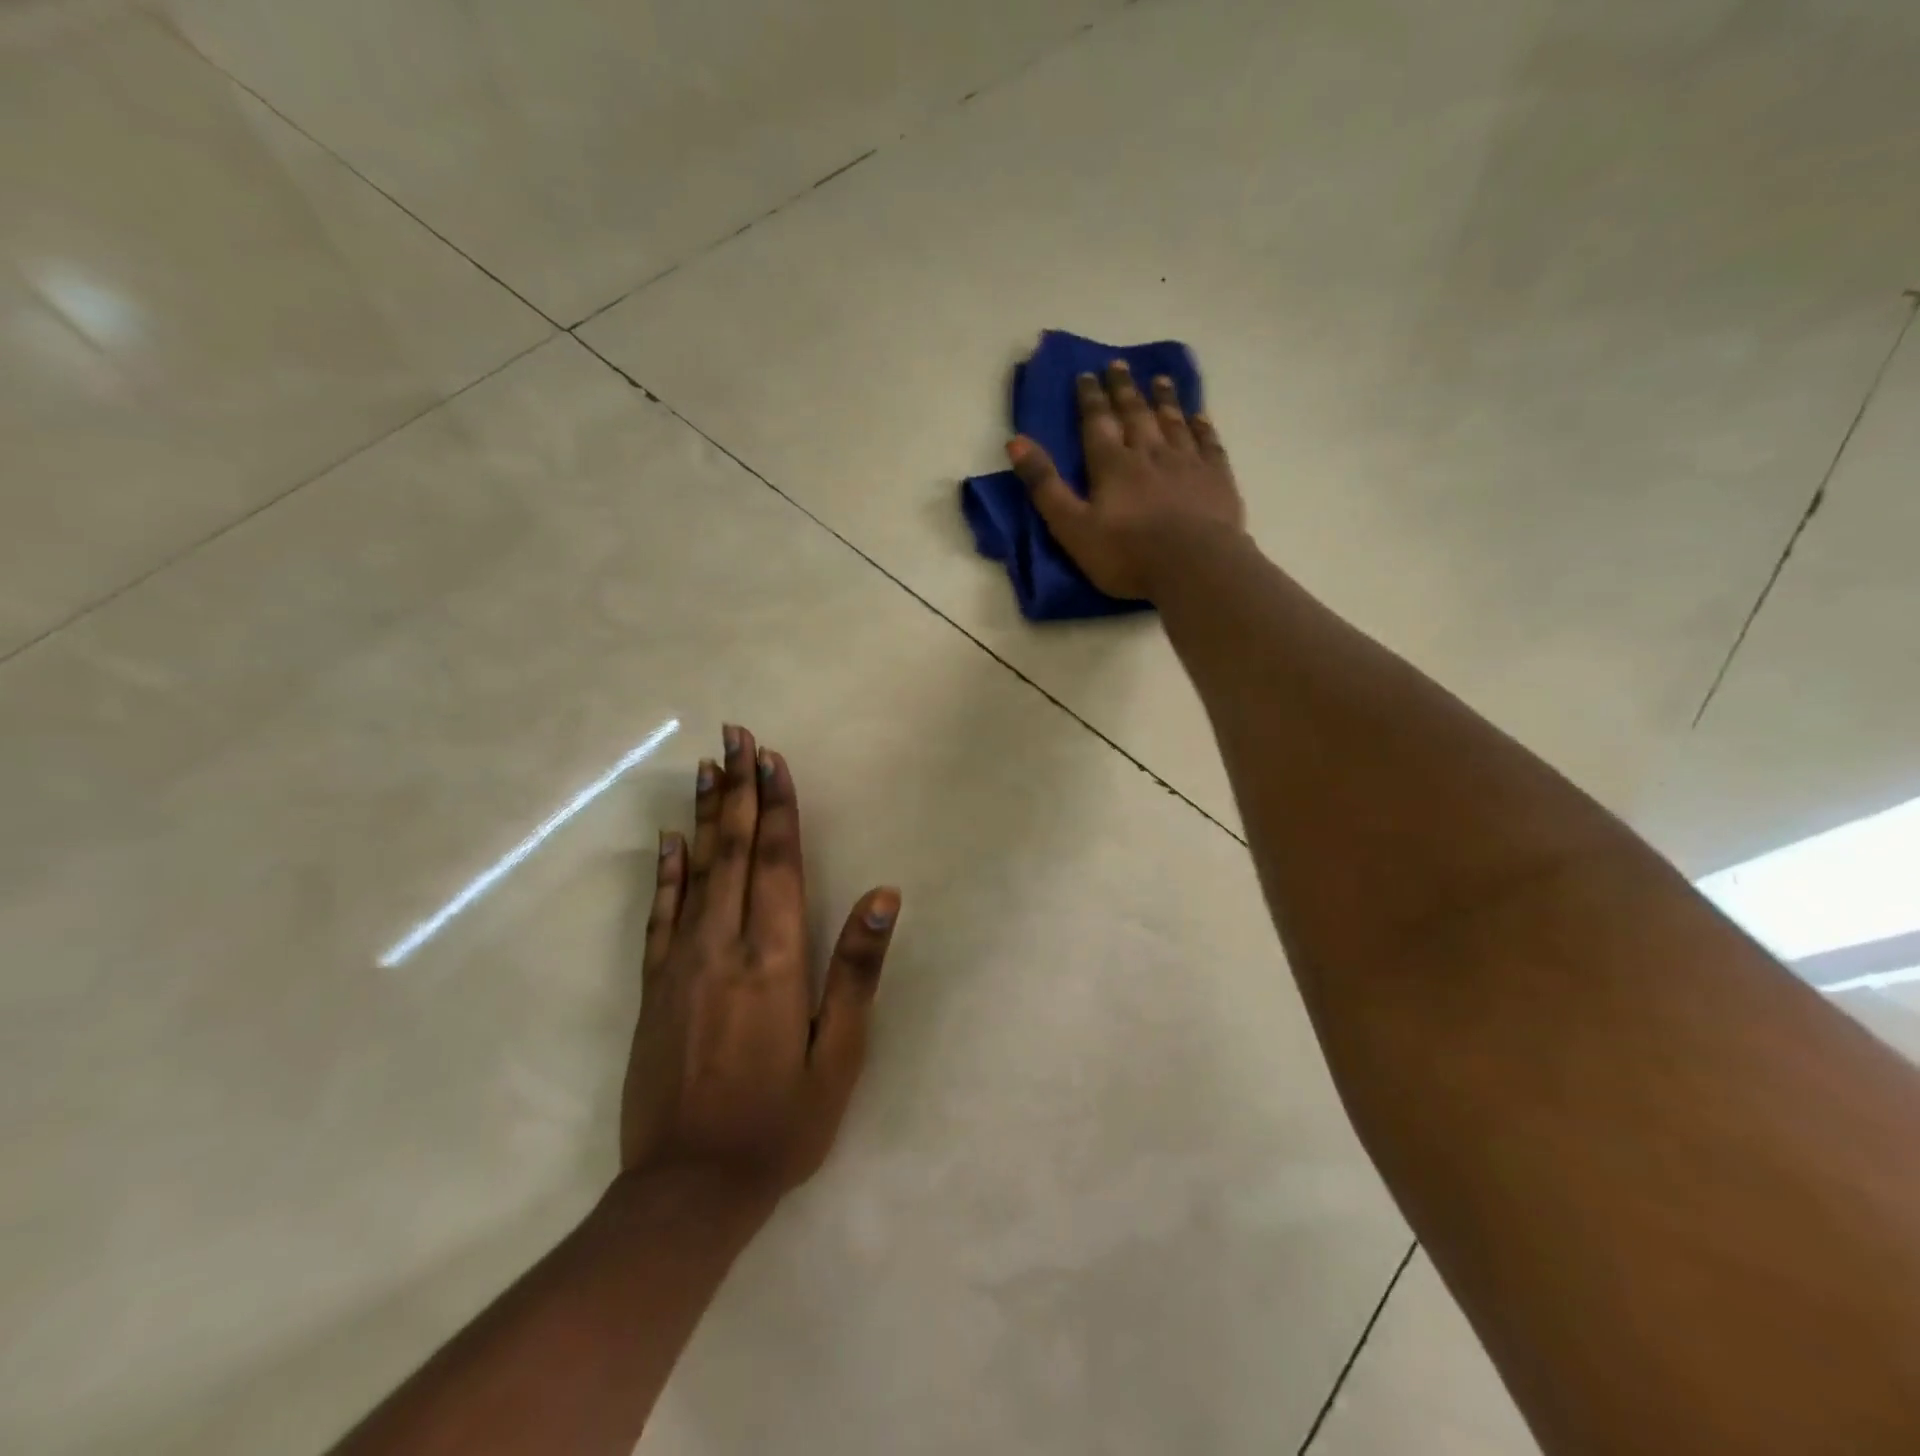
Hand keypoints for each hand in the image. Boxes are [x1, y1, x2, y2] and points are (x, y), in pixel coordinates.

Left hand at [621, 723, 898, 1208]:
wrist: (686, 1191)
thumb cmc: (779, 1123)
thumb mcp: (838, 1054)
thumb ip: (857, 969)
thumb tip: (883, 894)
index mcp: (774, 957)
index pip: (780, 861)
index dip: (779, 805)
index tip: (772, 757)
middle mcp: (723, 945)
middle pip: (736, 850)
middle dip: (740, 788)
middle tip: (735, 735)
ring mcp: (680, 963)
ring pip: (696, 870)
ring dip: (707, 814)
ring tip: (708, 767)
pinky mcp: (652, 987)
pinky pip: (659, 914)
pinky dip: (666, 871)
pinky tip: (670, 840)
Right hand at [1008, 359, 1244, 600]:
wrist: (1194, 566)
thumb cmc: (1127, 554)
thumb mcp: (1072, 527)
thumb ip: (1045, 486)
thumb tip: (1015, 441)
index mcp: (1112, 465)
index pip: (1097, 422)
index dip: (1090, 398)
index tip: (1086, 374)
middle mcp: (1149, 453)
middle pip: (1135, 413)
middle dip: (1124, 389)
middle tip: (1119, 364)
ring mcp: (1187, 462)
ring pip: (1173, 421)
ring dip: (1164, 399)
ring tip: (1159, 379)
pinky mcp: (1217, 478)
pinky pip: (1208, 442)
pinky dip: (1201, 426)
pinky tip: (1199, 416)